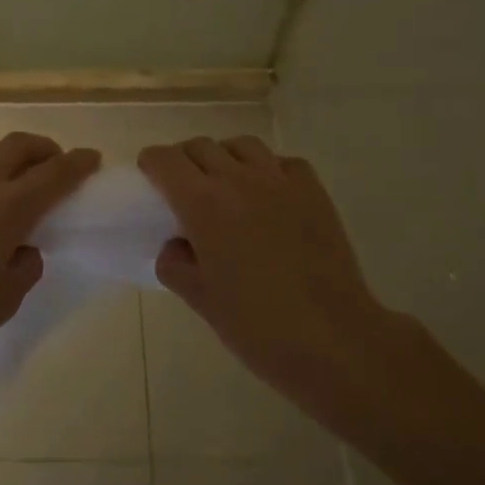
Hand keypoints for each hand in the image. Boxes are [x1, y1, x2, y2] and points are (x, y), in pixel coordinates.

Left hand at [0, 133, 99, 386]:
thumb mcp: (8, 298)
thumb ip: (27, 261)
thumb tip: (23, 243)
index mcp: (8, 209)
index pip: (55, 174)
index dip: (78, 163)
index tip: (91, 158)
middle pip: (18, 145)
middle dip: (43, 148)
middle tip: (51, 163)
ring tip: (3, 173)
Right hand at [139, 137, 386, 411]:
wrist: (333, 339)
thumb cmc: (257, 325)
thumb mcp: (200, 300)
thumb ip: (175, 264)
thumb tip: (177, 245)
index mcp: (202, 203)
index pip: (165, 160)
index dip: (152, 165)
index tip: (151, 180)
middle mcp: (238, 179)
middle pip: (200, 146)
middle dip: (185, 161)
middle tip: (185, 190)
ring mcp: (279, 180)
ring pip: (241, 145)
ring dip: (225, 158)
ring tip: (228, 186)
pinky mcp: (313, 190)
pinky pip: (282, 162)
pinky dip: (268, 170)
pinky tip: (270, 197)